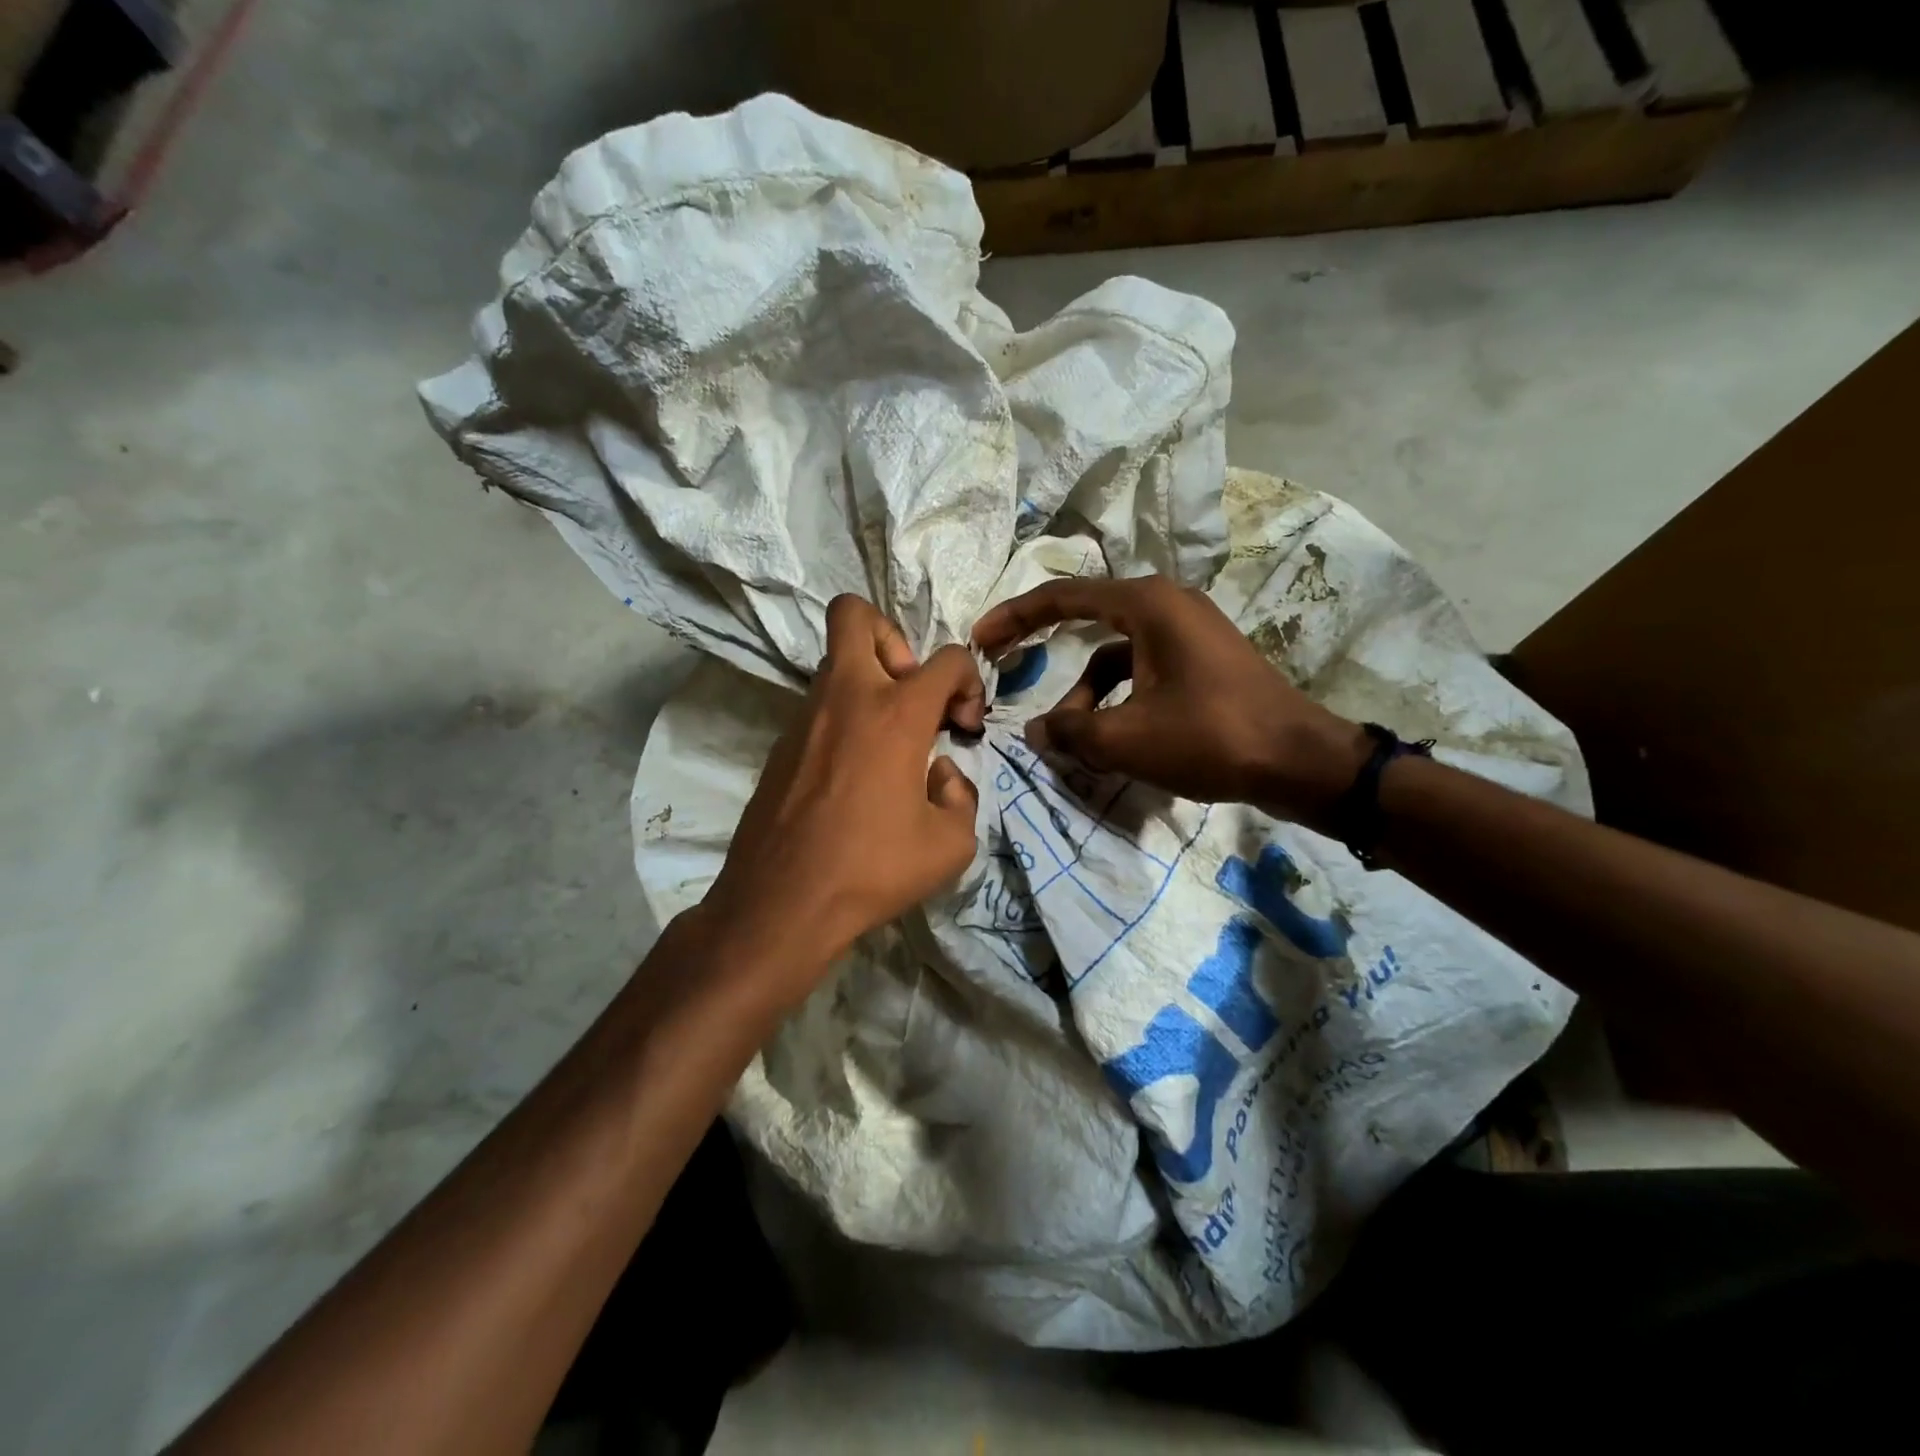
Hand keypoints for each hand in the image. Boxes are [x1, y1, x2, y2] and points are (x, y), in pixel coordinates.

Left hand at [702, 595, 985, 993]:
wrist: (781, 903)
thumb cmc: (872, 870)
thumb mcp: (950, 845)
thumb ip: (961, 796)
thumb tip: (939, 774)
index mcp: (896, 713)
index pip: (948, 658)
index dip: (970, 684)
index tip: (963, 730)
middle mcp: (846, 697)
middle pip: (855, 614)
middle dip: (894, 638)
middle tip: (909, 695)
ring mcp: (804, 717)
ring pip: (836, 663)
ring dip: (870, 683)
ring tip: (888, 744)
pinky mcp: (781, 744)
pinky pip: (819, 707)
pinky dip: (844, 720)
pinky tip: (853, 775)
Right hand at [972, 576, 1368, 831]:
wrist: (1301, 762)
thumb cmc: (1210, 738)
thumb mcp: (1126, 739)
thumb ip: (1070, 731)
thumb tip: (1036, 730)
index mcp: (1147, 604)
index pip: (1063, 597)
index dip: (1015, 617)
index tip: (980, 638)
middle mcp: (1167, 605)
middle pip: (1087, 619)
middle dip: (1044, 647)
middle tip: (1003, 668)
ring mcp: (1189, 632)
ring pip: (1115, 656)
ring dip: (1086, 694)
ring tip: (1073, 741)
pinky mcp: (1203, 661)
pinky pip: (1142, 671)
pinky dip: (1118, 700)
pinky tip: (1111, 740)